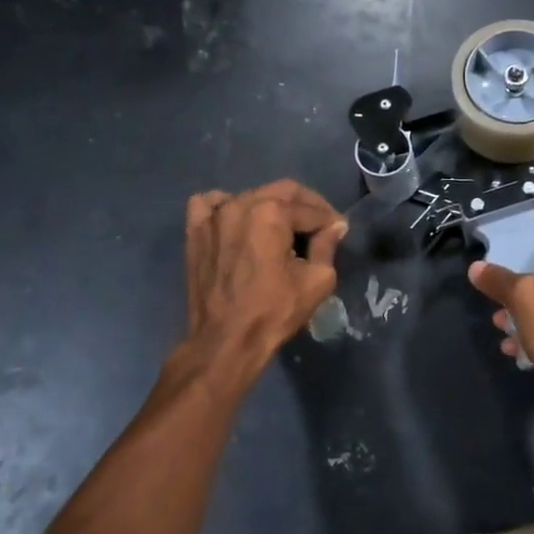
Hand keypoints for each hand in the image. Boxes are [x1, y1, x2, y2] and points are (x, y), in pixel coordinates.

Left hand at [183, 180, 346, 375]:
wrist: (225, 341)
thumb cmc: (274, 312)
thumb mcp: (316, 280)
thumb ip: (327, 246)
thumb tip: (335, 226)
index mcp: (271, 212)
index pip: (310, 209)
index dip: (329, 220)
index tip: (338, 232)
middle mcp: (240, 203)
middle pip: (283, 192)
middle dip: (306, 206)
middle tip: (319, 226)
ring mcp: (213, 215)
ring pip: (251, 196)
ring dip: (272, 207)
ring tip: (282, 229)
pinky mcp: (195, 230)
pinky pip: (211, 204)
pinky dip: (228, 206)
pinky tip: (238, 223)